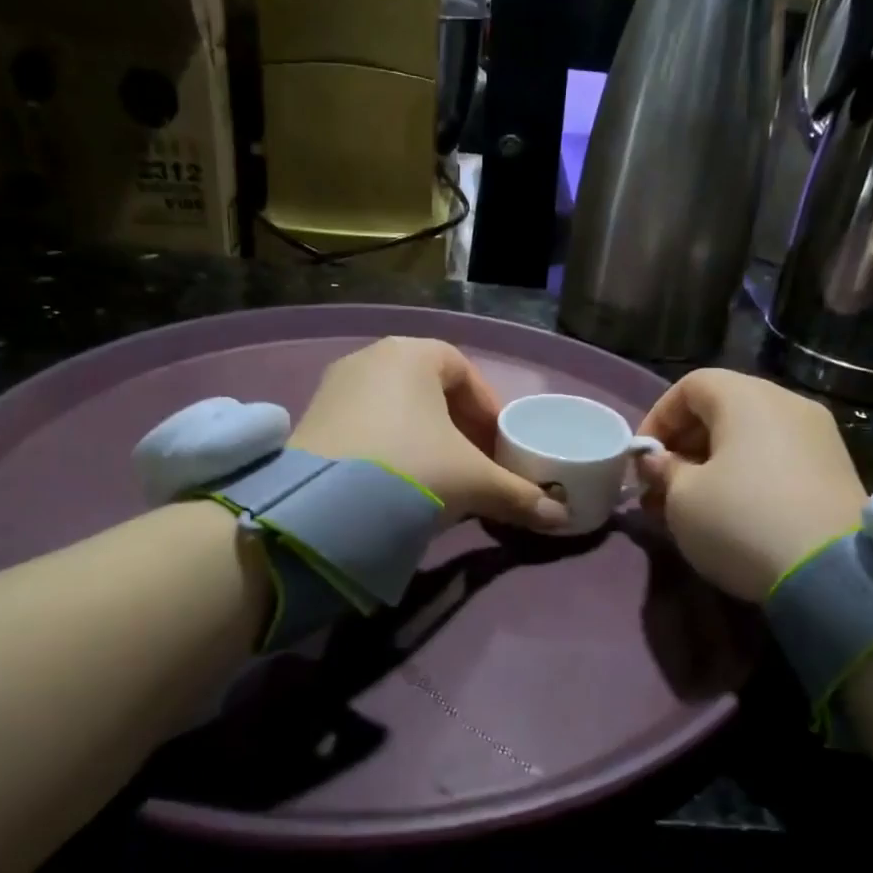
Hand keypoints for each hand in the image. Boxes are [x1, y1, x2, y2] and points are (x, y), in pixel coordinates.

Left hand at [290, 337, 568, 529]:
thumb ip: (518, 495)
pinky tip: (396, 485)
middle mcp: (369, 359)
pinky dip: (388, 448)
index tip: (496, 446)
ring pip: (395, 409)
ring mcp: (334, 388)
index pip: (462, 370)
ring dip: (422, 439)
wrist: (322, 508)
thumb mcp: (473, 482)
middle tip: (471, 463)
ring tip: (437, 479)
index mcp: (412, 353)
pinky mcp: (310, 420)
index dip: (486, 409)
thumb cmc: (412, 469)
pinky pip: (364, 426)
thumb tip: (562, 519)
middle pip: (428, 389)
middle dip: (456, 426)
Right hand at [634, 369, 865, 601]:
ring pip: (750, 436)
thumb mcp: (683, 499)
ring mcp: (817, 435)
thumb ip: (664, 471)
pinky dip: (747, 473)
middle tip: (662, 485)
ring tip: (691, 504)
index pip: (690, 386)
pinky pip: (776, 456)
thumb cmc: (741, 520)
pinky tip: (732, 511)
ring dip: (713, 462)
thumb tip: (659, 461)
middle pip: (722, 408)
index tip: (643, 458)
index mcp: (746, 398)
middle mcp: (786, 403)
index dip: (658, 417)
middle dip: (684, 444)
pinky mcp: (836, 468)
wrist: (831, 572)